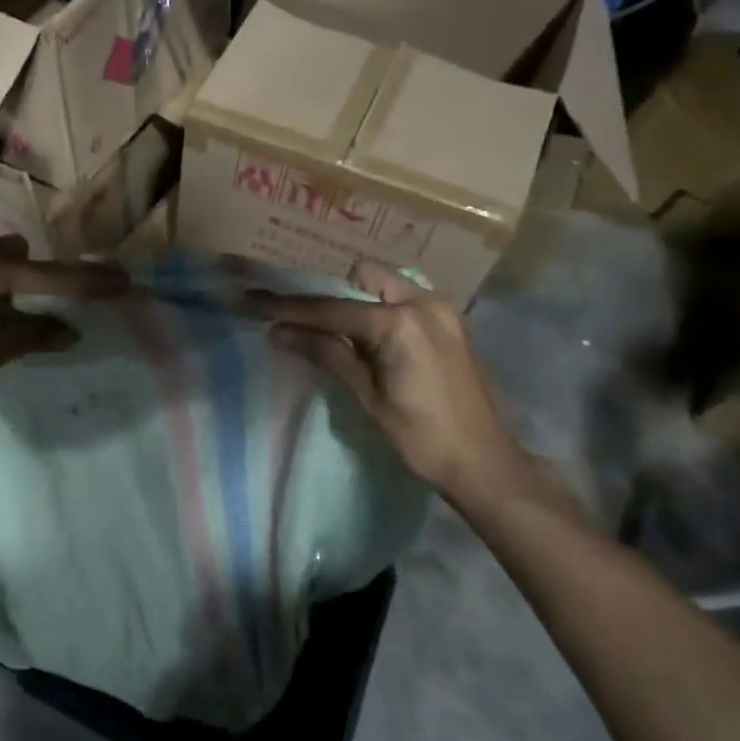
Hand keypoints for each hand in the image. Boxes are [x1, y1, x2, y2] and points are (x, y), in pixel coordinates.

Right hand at [251, 260, 534, 508]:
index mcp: (401, 322)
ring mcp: (441, 310)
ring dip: (355, 300)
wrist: (484, 463)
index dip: (290, 308)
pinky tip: (367, 338)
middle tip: (304, 321)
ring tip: (334, 331)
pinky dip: (378, 310)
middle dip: (330, 294)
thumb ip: (326, 353)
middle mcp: (424, 302)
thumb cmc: (422, 437)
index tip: (254, 301)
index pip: (332, 308)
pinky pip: (403, 300)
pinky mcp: (449, 323)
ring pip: (384, 285)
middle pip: (362, 277)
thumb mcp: (367, 396)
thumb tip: (278, 332)